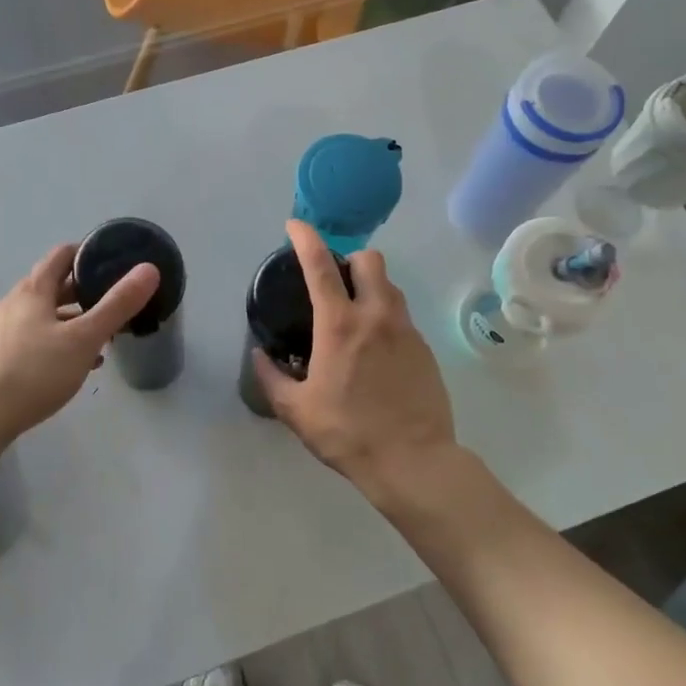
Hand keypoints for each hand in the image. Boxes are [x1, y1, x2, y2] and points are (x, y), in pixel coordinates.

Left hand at [0, 244, 160, 445]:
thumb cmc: (36, 372)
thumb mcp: (84, 338)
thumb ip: (117, 305)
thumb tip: (148, 269)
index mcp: (32, 290)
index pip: (62, 256)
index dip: (88, 254)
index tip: (113, 262)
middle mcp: (12, 302)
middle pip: (52, 286)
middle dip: (84, 292)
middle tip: (113, 302)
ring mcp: (0, 329)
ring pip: (43, 314)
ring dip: (71, 320)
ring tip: (99, 337)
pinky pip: (32, 337)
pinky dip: (55, 340)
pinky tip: (72, 364)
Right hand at [254, 220, 456, 494]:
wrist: (413, 460)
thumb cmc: (347, 433)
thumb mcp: (296, 410)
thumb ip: (272, 377)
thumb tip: (260, 355)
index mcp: (340, 326)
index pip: (321, 266)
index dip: (306, 239)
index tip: (296, 225)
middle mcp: (376, 317)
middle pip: (370, 260)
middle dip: (350, 259)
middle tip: (333, 281)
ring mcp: (406, 331)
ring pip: (390, 286)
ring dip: (370, 286)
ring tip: (352, 315)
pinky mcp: (425, 349)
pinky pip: (402, 316)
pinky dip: (385, 317)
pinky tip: (374, 349)